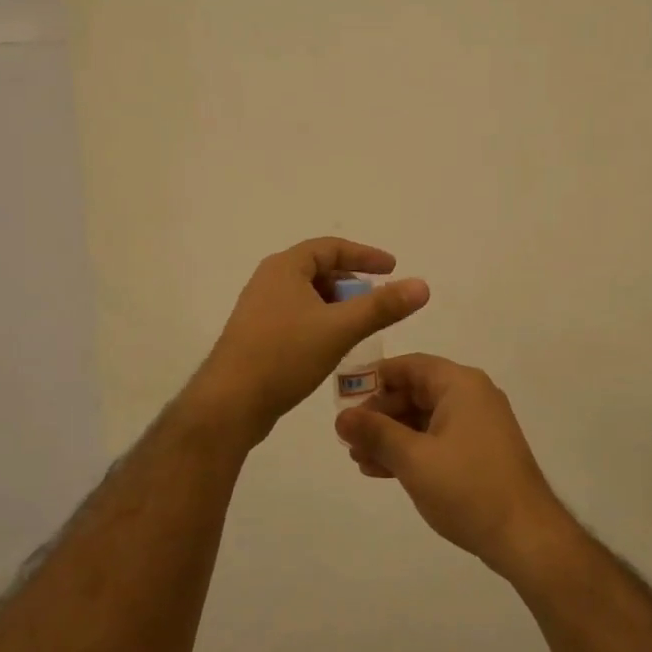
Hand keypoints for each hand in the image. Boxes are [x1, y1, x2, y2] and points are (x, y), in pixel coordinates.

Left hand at [191, 238, 429, 446]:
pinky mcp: (257, 336)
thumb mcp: (340, 329)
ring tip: (359, 326)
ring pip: (308, 297)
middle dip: (351, 283)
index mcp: (284, 268)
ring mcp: (260, 310)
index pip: (331, 248)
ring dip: (337, 306)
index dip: (365, 255)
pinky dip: (321, 323)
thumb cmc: (284, 356)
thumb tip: (422, 285)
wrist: (229, 404)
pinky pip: (297, 317)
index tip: (392, 268)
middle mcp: (268, 281)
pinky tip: (333, 347)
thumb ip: (382, 306)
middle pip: (318, 270)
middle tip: (377, 300)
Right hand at [335, 354, 573, 579]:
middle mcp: (471, 396)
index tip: (343, 400)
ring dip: (391, 436)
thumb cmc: (468, 488)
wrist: (525, 536)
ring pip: (423, 419)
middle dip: (379, 414)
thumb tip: (341, 417)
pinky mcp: (479, 452)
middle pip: (415, 392)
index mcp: (460, 384)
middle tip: (348, 438)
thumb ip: (375, 433)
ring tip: (358, 459)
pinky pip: (437, 439)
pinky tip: (383, 471)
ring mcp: (478, 425)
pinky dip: (411, 450)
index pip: (409, 366)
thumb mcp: (413, 459)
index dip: (373, 379)